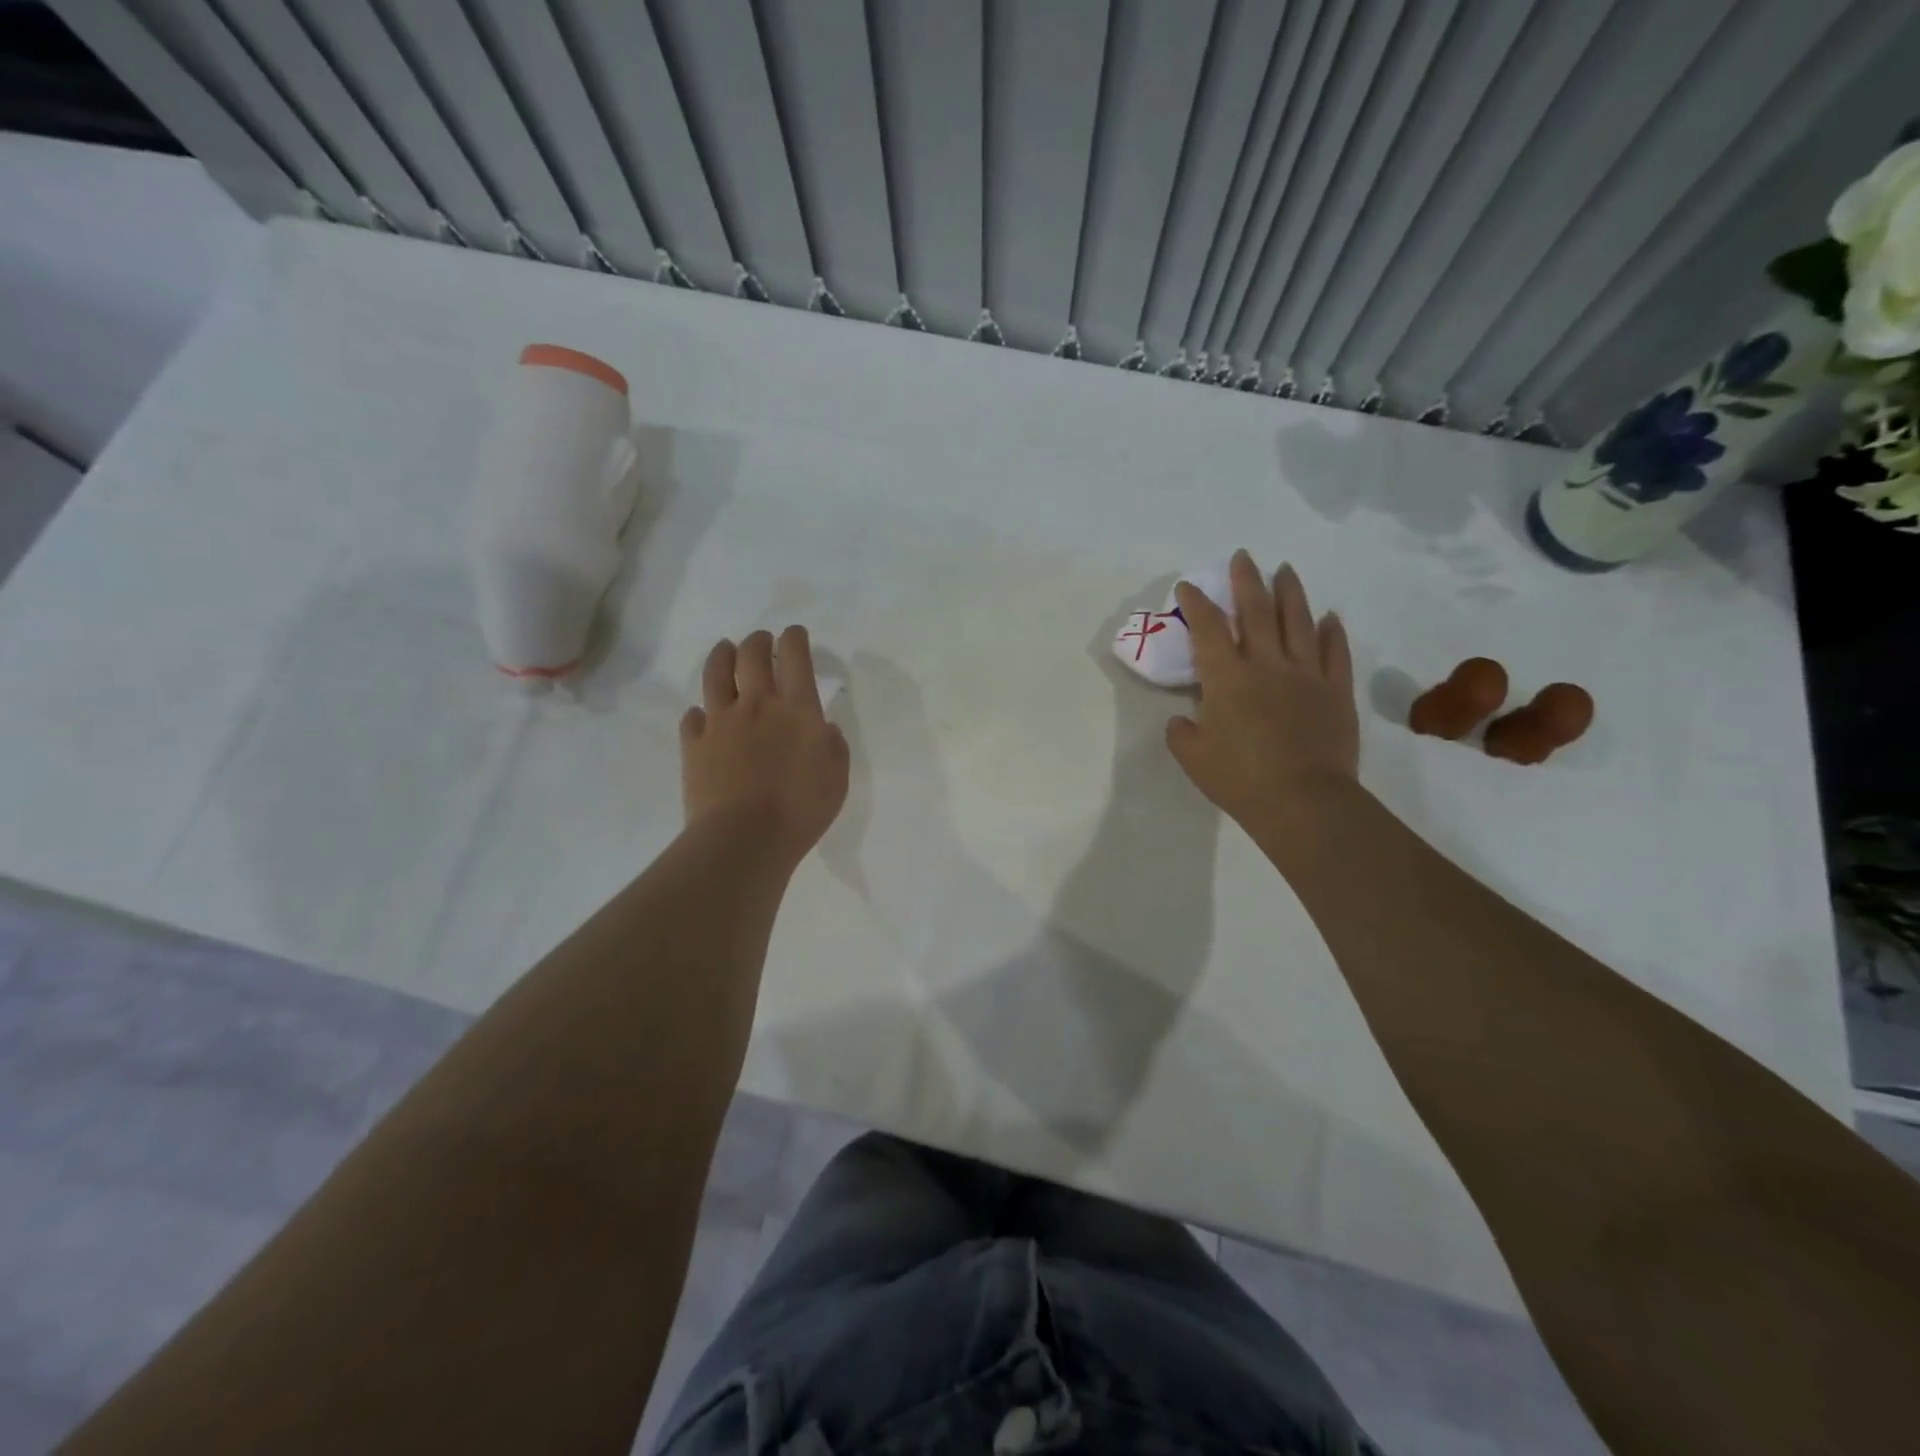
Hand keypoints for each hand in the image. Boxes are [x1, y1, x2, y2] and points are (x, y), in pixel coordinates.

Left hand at [682, 626, 849, 870]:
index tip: (794, 634)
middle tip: (762, 640)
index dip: (795, 639)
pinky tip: (704, 714)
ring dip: (723, 655)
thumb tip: (822, 727)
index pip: (795, 658)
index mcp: (797, 709)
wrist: (744, 838)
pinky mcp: (693, 744)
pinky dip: (701, 711)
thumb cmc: (801, 809)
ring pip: (716, 674)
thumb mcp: (837, 777)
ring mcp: (720, 722)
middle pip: (751, 656)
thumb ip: (832, 745)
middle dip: (759, 641)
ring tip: (726, 649)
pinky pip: (693, 716)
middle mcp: (757, 704)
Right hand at [1166, 550, 1358, 831]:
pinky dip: (1331, 631)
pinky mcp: (1335, 690)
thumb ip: (1182, 732)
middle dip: (1246, 580)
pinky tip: (1328, 617)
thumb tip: (1184, 719)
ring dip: (1290, 592)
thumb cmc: (1239, 778)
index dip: (1196, 602)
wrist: (1302, 801)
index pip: (1207, 627)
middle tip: (1243, 556)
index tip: (1188, 586)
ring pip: (1299, 620)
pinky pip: (1334, 652)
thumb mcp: (1192, 757)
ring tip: (1285, 570)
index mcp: (1226, 677)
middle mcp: (1266, 663)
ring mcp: (1306, 674)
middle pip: (1256, 610)